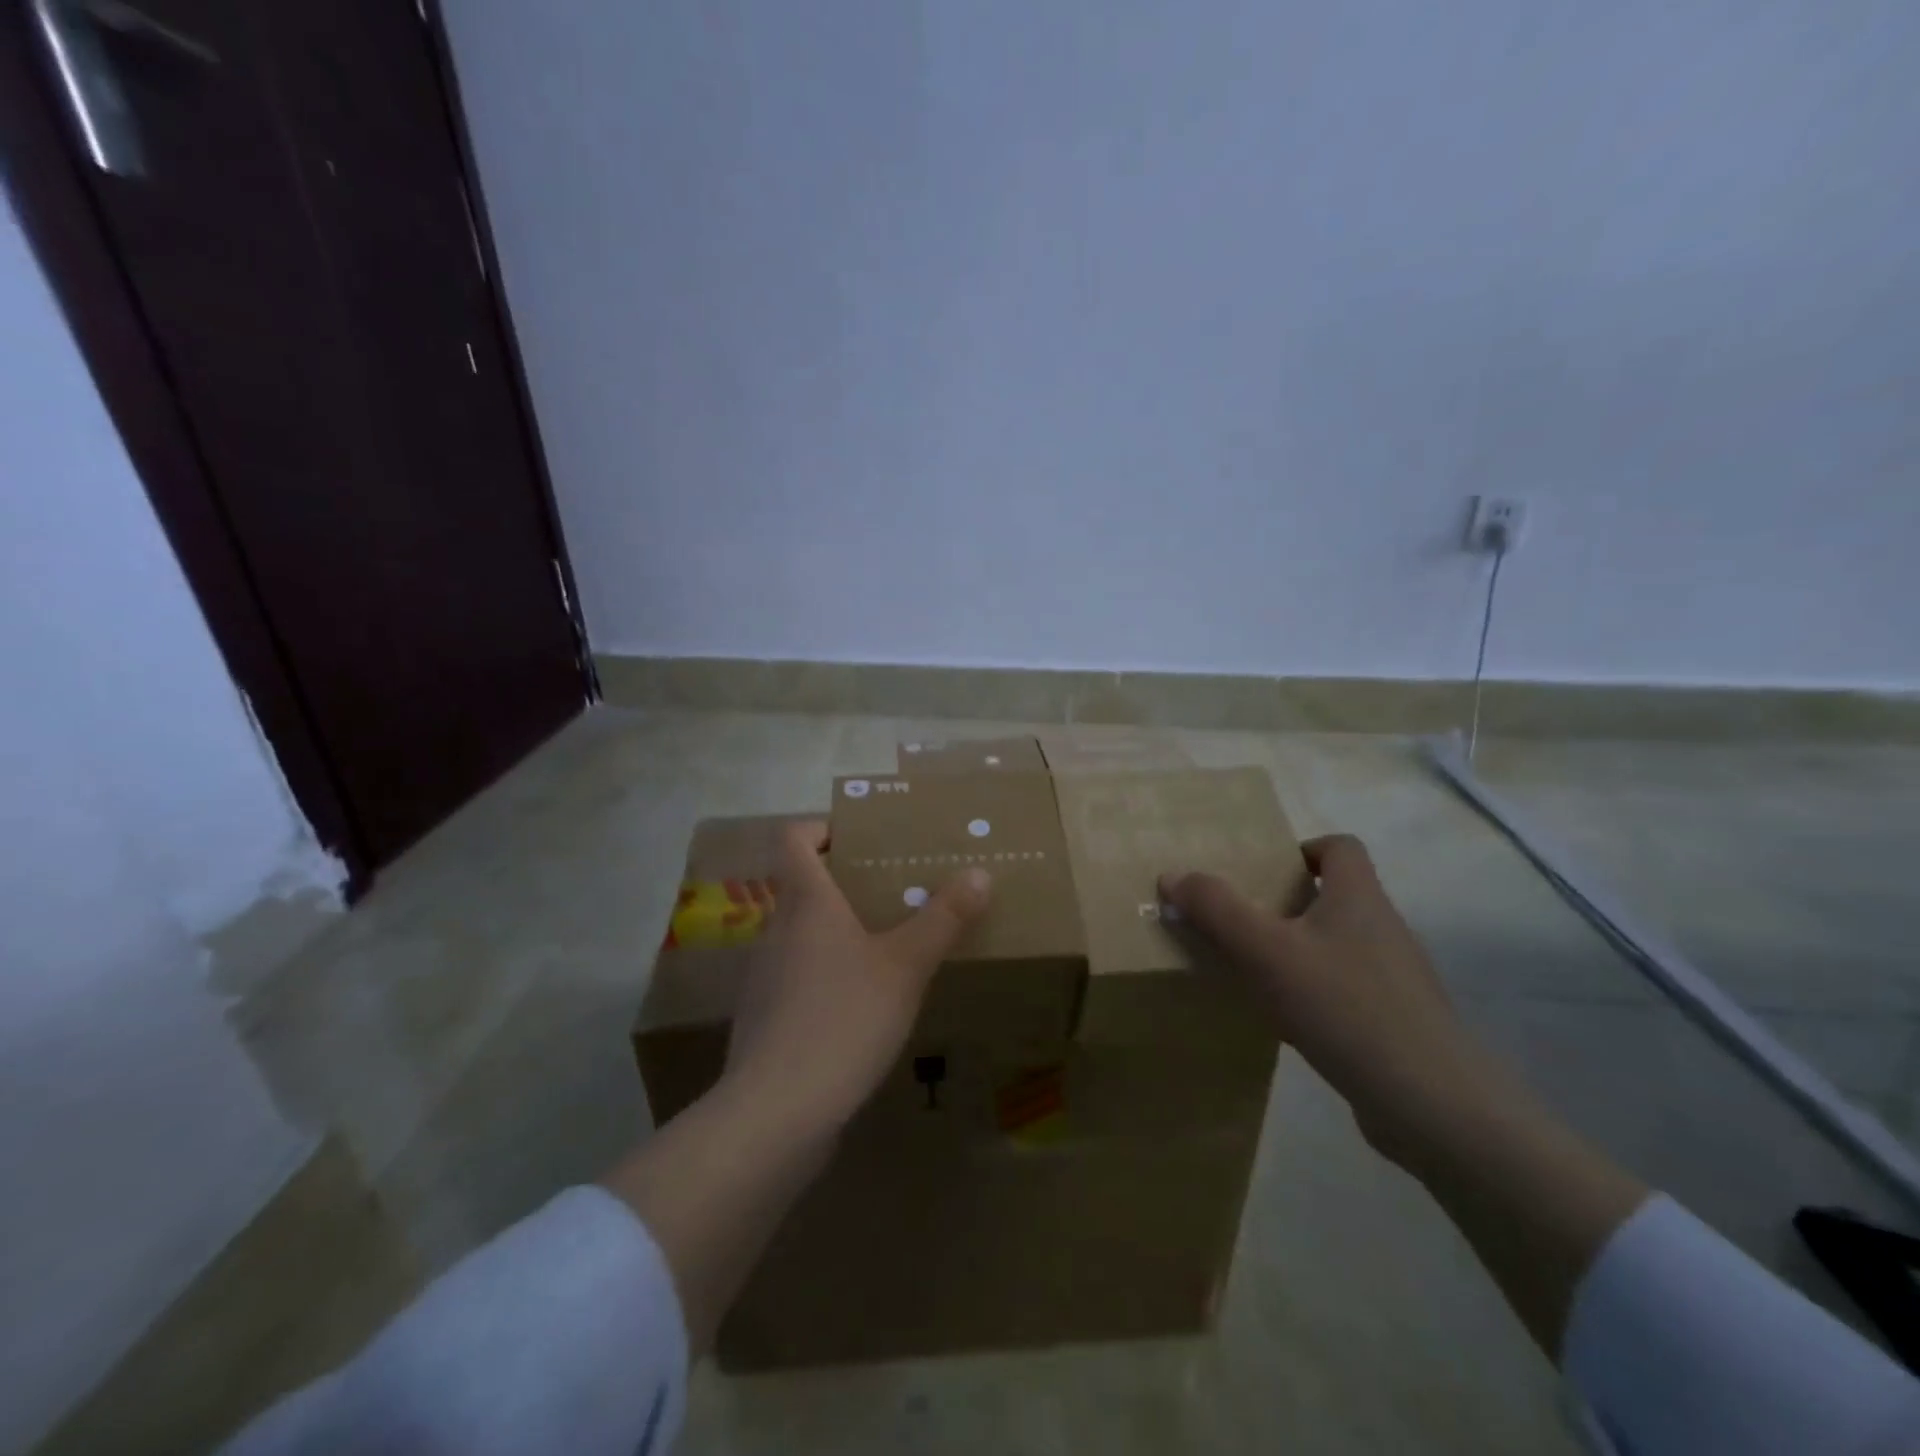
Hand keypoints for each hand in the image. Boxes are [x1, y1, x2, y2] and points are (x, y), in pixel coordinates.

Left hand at [724, 821, 991, 1130]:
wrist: (777, 1112)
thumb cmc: (844, 1018)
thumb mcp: (906, 965)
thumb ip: (943, 918)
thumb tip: (979, 872)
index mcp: (806, 902)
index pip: (792, 839)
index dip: (820, 827)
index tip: (858, 836)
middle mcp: (777, 930)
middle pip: (801, 887)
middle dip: (844, 883)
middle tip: (893, 890)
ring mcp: (764, 977)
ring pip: (800, 934)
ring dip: (836, 931)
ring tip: (885, 946)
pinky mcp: (765, 1020)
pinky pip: (797, 977)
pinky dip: (826, 974)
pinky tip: (860, 1005)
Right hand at [1159, 834, 1499, 1166]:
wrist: (1431, 1104)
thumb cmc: (1344, 1006)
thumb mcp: (1266, 951)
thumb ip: (1217, 909)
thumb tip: (1173, 875)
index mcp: (1359, 897)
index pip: (1341, 847)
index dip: (1303, 849)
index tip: (1264, 872)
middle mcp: (1383, 929)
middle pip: (1335, 896)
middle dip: (1286, 904)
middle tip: (1241, 922)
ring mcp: (1395, 979)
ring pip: (1337, 946)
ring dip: (1297, 951)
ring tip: (1253, 972)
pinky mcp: (1396, 1022)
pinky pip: (1346, 991)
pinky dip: (1314, 994)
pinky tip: (1286, 1022)